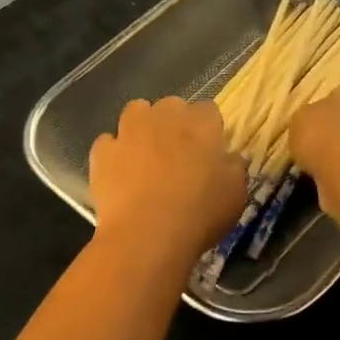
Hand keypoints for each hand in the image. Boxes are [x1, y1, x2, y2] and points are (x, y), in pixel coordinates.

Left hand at [89, 97, 247, 257]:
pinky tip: (119, 172)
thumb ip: (234, 168)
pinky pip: (108, 142)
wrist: (147, 234)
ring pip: (136, 111)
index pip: (208, 110)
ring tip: (145, 152)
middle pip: (171, 105)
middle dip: (174, 122)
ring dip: (142, 125)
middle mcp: (164, 117)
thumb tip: (231, 157)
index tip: (208, 150)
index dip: (208, 129)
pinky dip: (113, 152)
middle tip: (178, 152)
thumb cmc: (200, 214)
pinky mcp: (103, 150)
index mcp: (200, 125)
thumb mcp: (235, 195)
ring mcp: (129, 131)